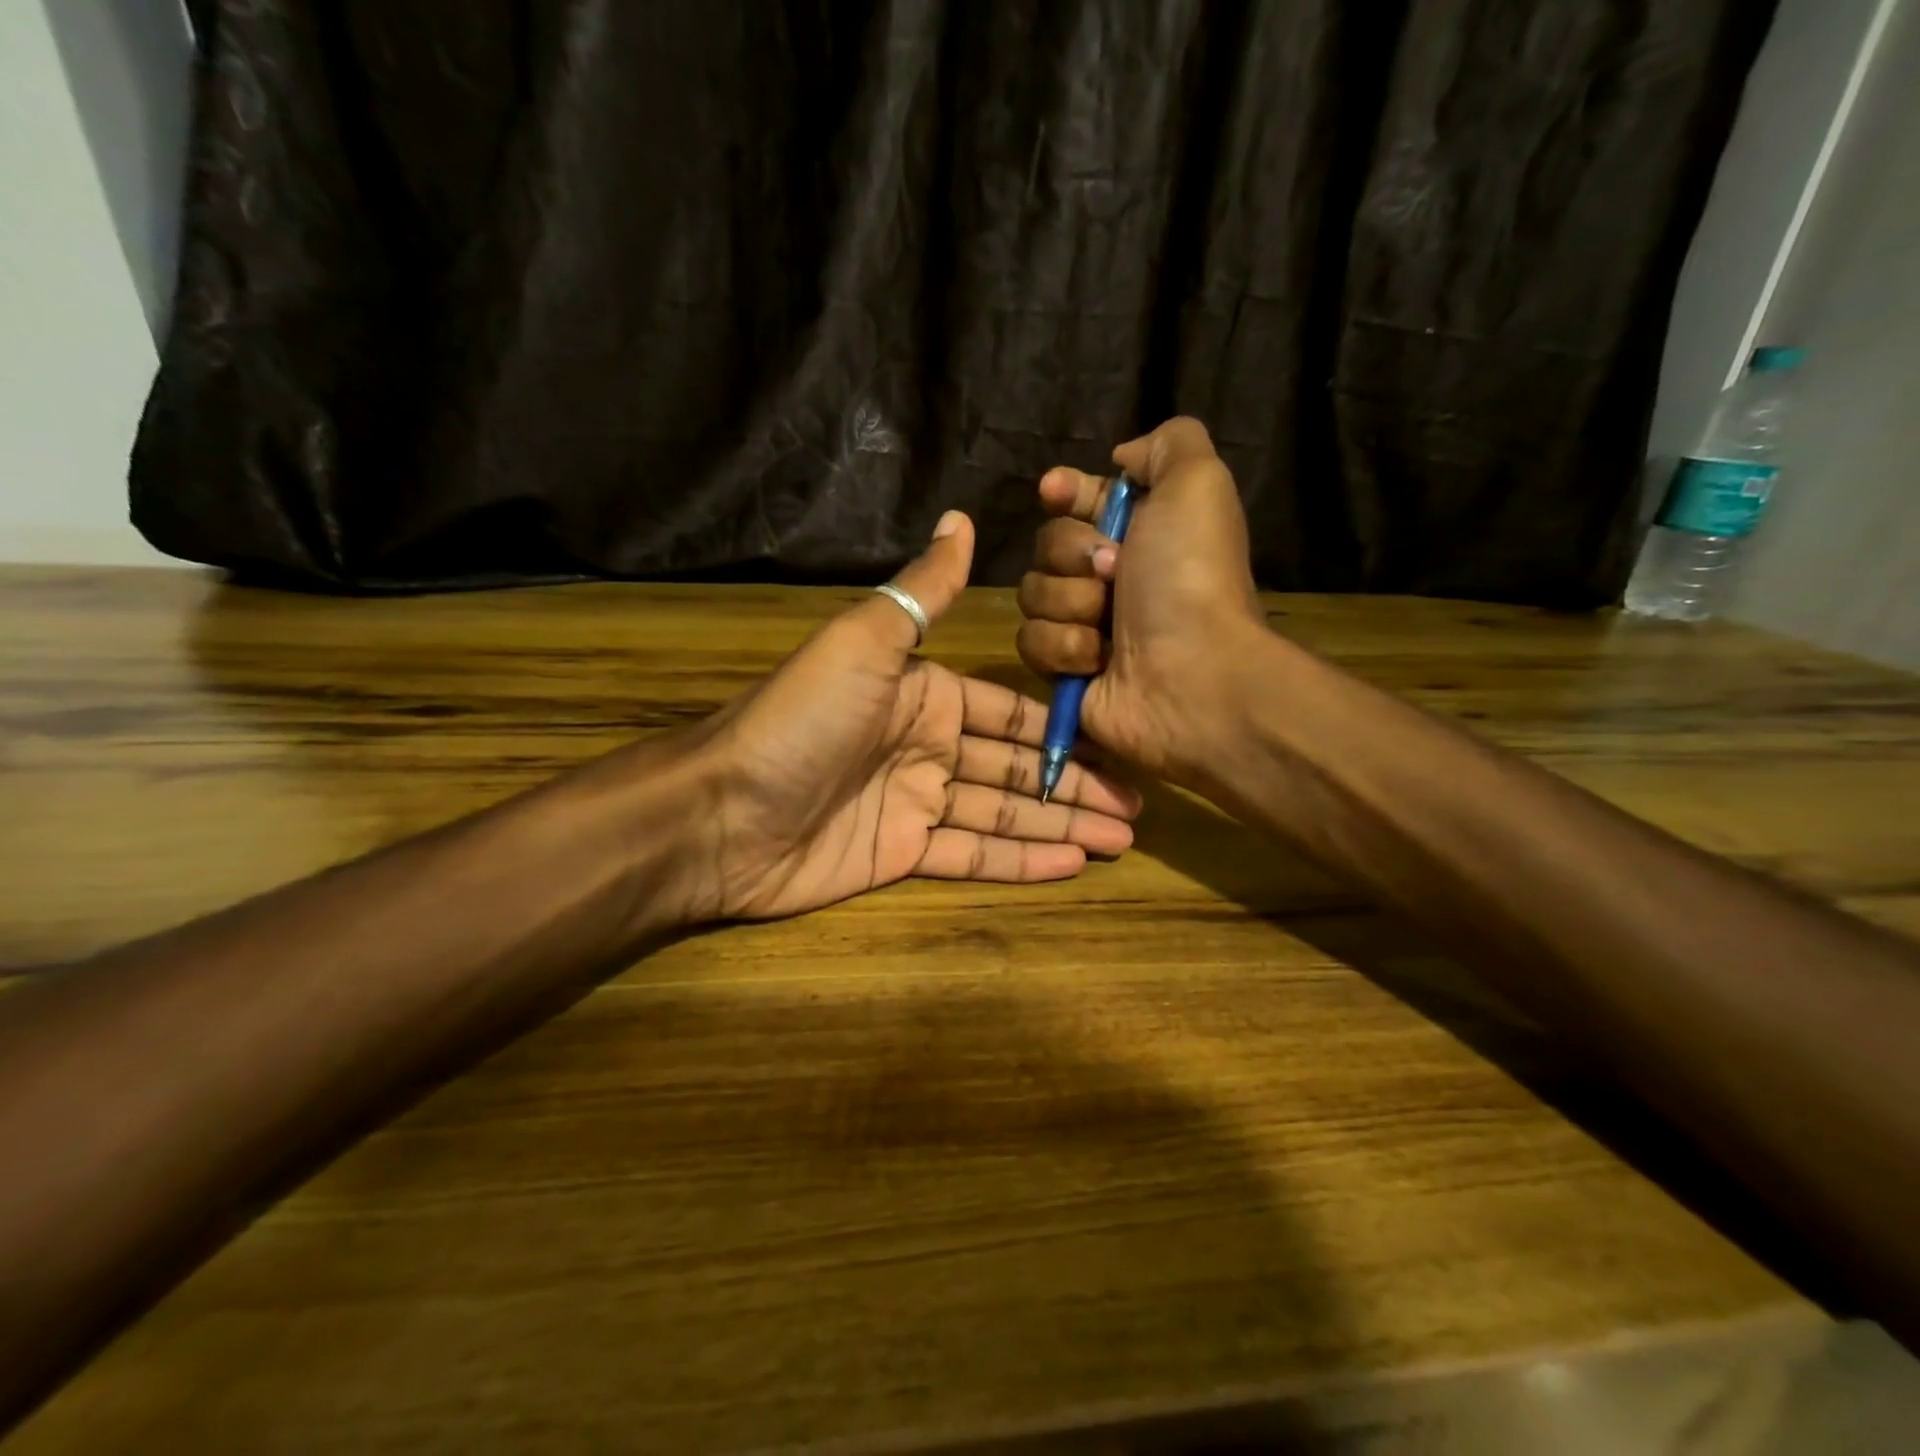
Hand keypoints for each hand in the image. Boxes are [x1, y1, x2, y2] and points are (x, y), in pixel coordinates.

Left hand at [691, 511, 1140, 919]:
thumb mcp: (865, 643)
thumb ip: (923, 592)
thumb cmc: (802, 721)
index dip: (1062, 729)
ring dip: (1061, 824)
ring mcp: (914, 803)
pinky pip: (971, 854)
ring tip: (1122, 838)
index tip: (1117, 743)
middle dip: (1075, 783)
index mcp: (924, 694)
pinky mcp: (901, 854)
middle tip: (1137, 805)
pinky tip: (1072, 863)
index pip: (1009, 712)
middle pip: (1016, 766)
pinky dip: (1020, 860)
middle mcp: (926, 746)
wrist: (723, 813)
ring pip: (1003, 812)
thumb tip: (962, 518)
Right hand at [1016, 417, 1268, 786]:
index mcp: (1139, 532)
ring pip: (1032, 593)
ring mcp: (1084, 624)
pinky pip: (1030, 641)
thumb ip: (1168, 444)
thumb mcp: (1197, 484)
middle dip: (1072, 555)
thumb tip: (1122, 458)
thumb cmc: (1190, 577)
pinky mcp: (1064, 669)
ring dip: (1070, 605)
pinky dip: (1064, 647)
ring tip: (1110, 627)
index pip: (1080, 500)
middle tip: (1112, 573)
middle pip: (1046, 546)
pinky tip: (1099, 660)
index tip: (1054, 491)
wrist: (1191, 674)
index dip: (1064, 492)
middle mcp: (1109, 577)